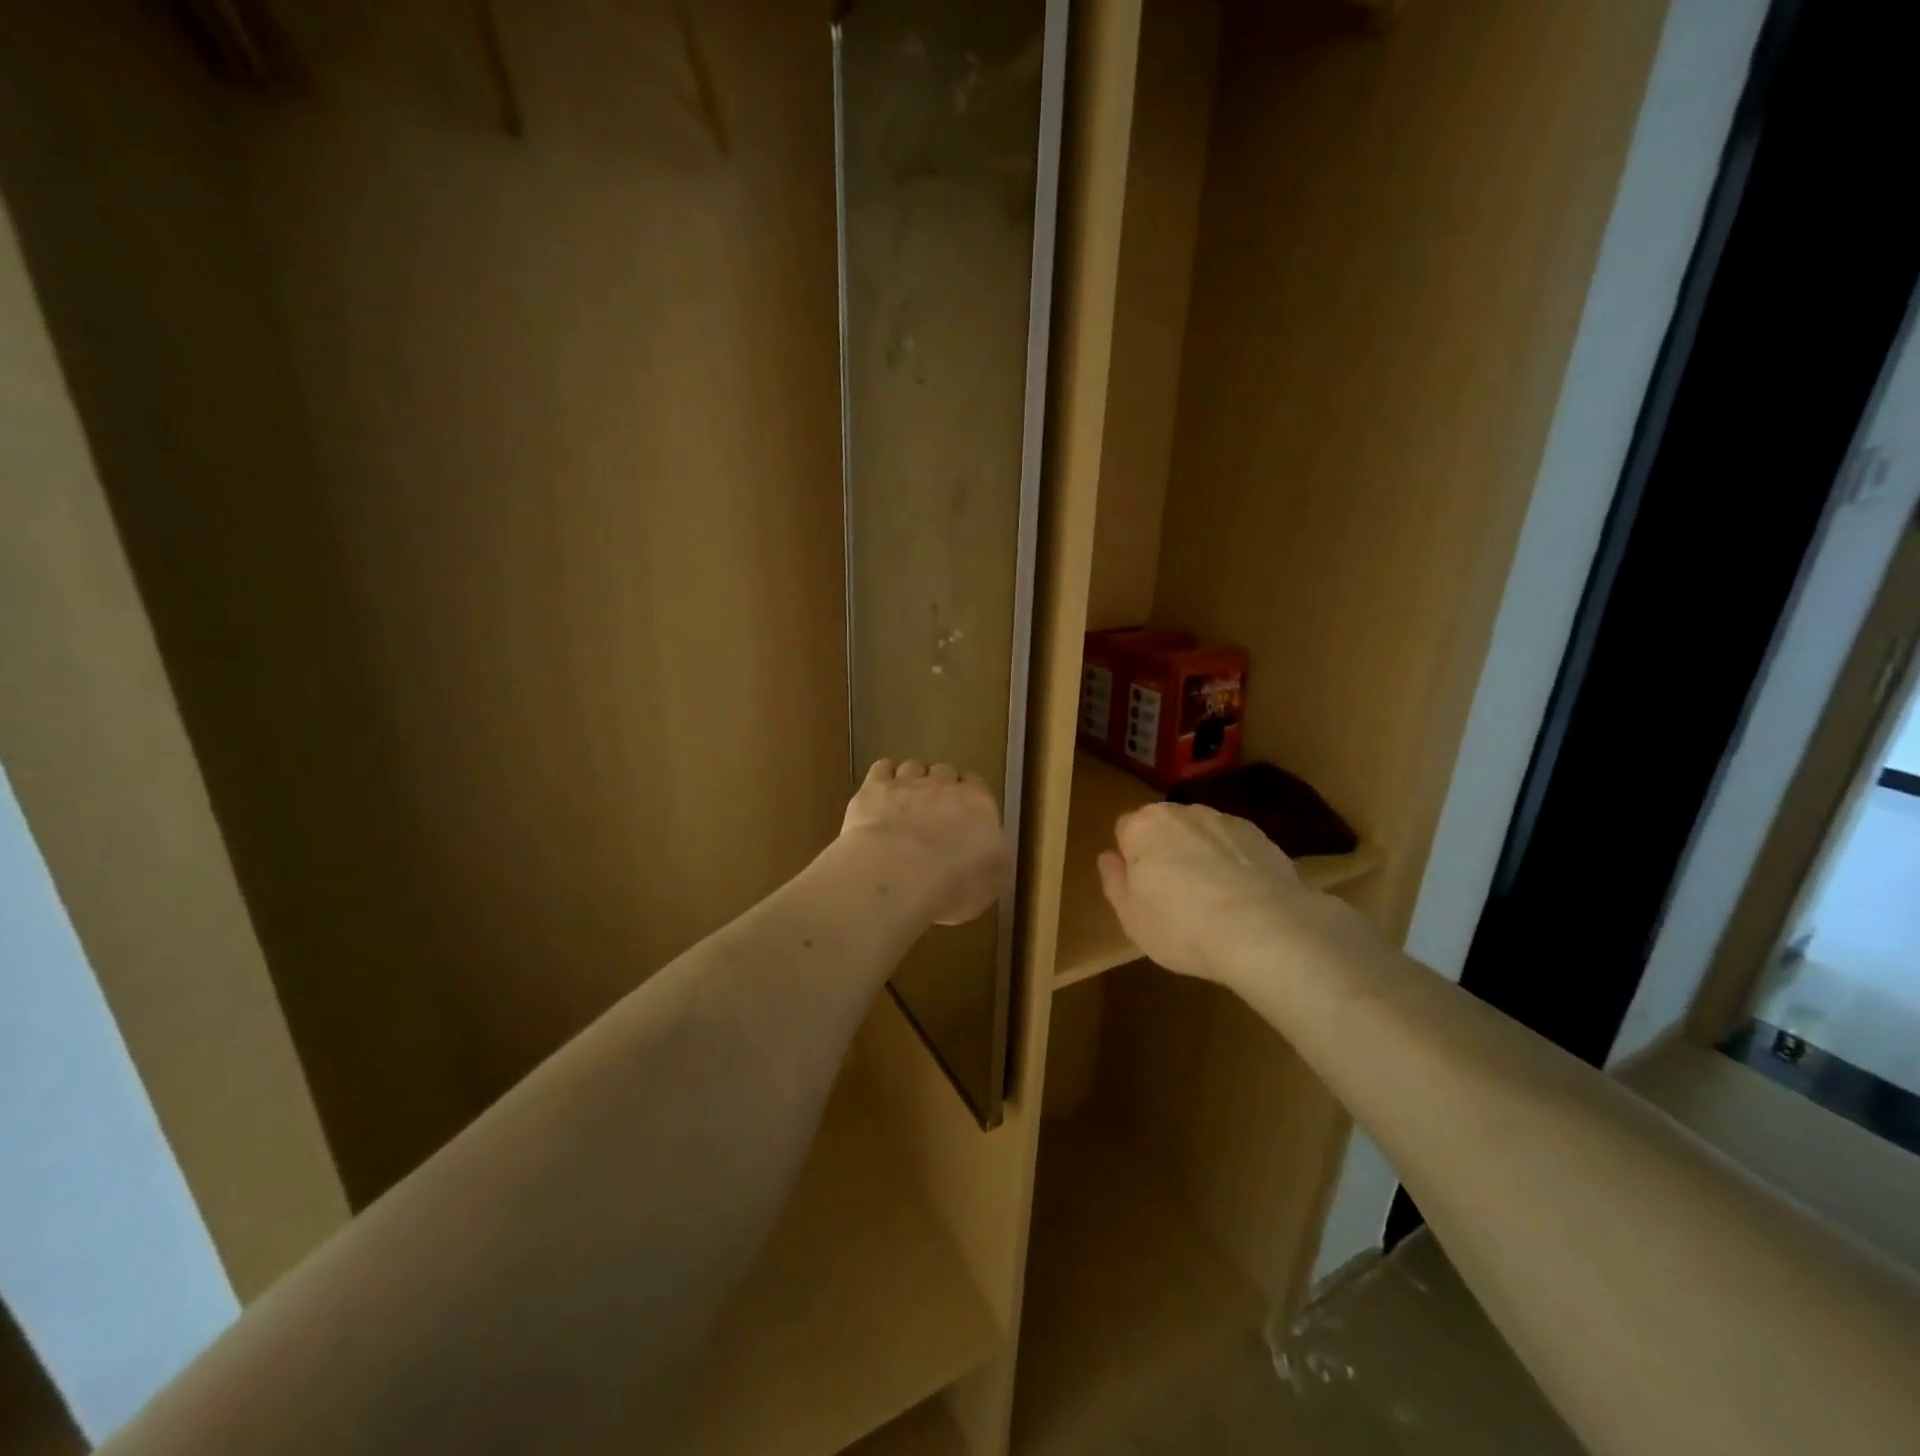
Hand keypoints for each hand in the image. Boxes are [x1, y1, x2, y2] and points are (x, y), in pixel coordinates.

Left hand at [841, 760, 1005, 925]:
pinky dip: (883, 775)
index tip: (964, 811)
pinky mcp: (873, 789)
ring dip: (912, 779)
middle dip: (940, 785)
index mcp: (978, 806)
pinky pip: (881, 768)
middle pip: (945, 772)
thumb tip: (985, 857)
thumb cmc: (952, 887)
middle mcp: (944, 787)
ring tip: (905, 800)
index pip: (977, 787)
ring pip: (913, 767)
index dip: (969, 796)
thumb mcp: (989, 884)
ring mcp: (906, 784)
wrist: (896, 876)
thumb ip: (989, 861)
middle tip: (934, 809)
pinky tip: (881, 790)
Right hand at [1097, 802, 1299, 982]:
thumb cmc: (1182, 926)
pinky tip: (1243, 898)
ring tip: (1214, 899)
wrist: (1264, 930)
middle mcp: (1182, 812)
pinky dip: (1235, 862)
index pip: (1125, 830)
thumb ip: (1114, 881)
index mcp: (1142, 827)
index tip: (1141, 888)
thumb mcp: (1131, 918)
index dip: (1130, 858)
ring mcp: (1225, 820)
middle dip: (1166, 850)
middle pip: (1164, 827)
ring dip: (1201, 854)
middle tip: (1174, 895)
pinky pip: (1235, 846)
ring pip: (1202, 834)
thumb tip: (1108, 857)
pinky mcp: (1261, 836)